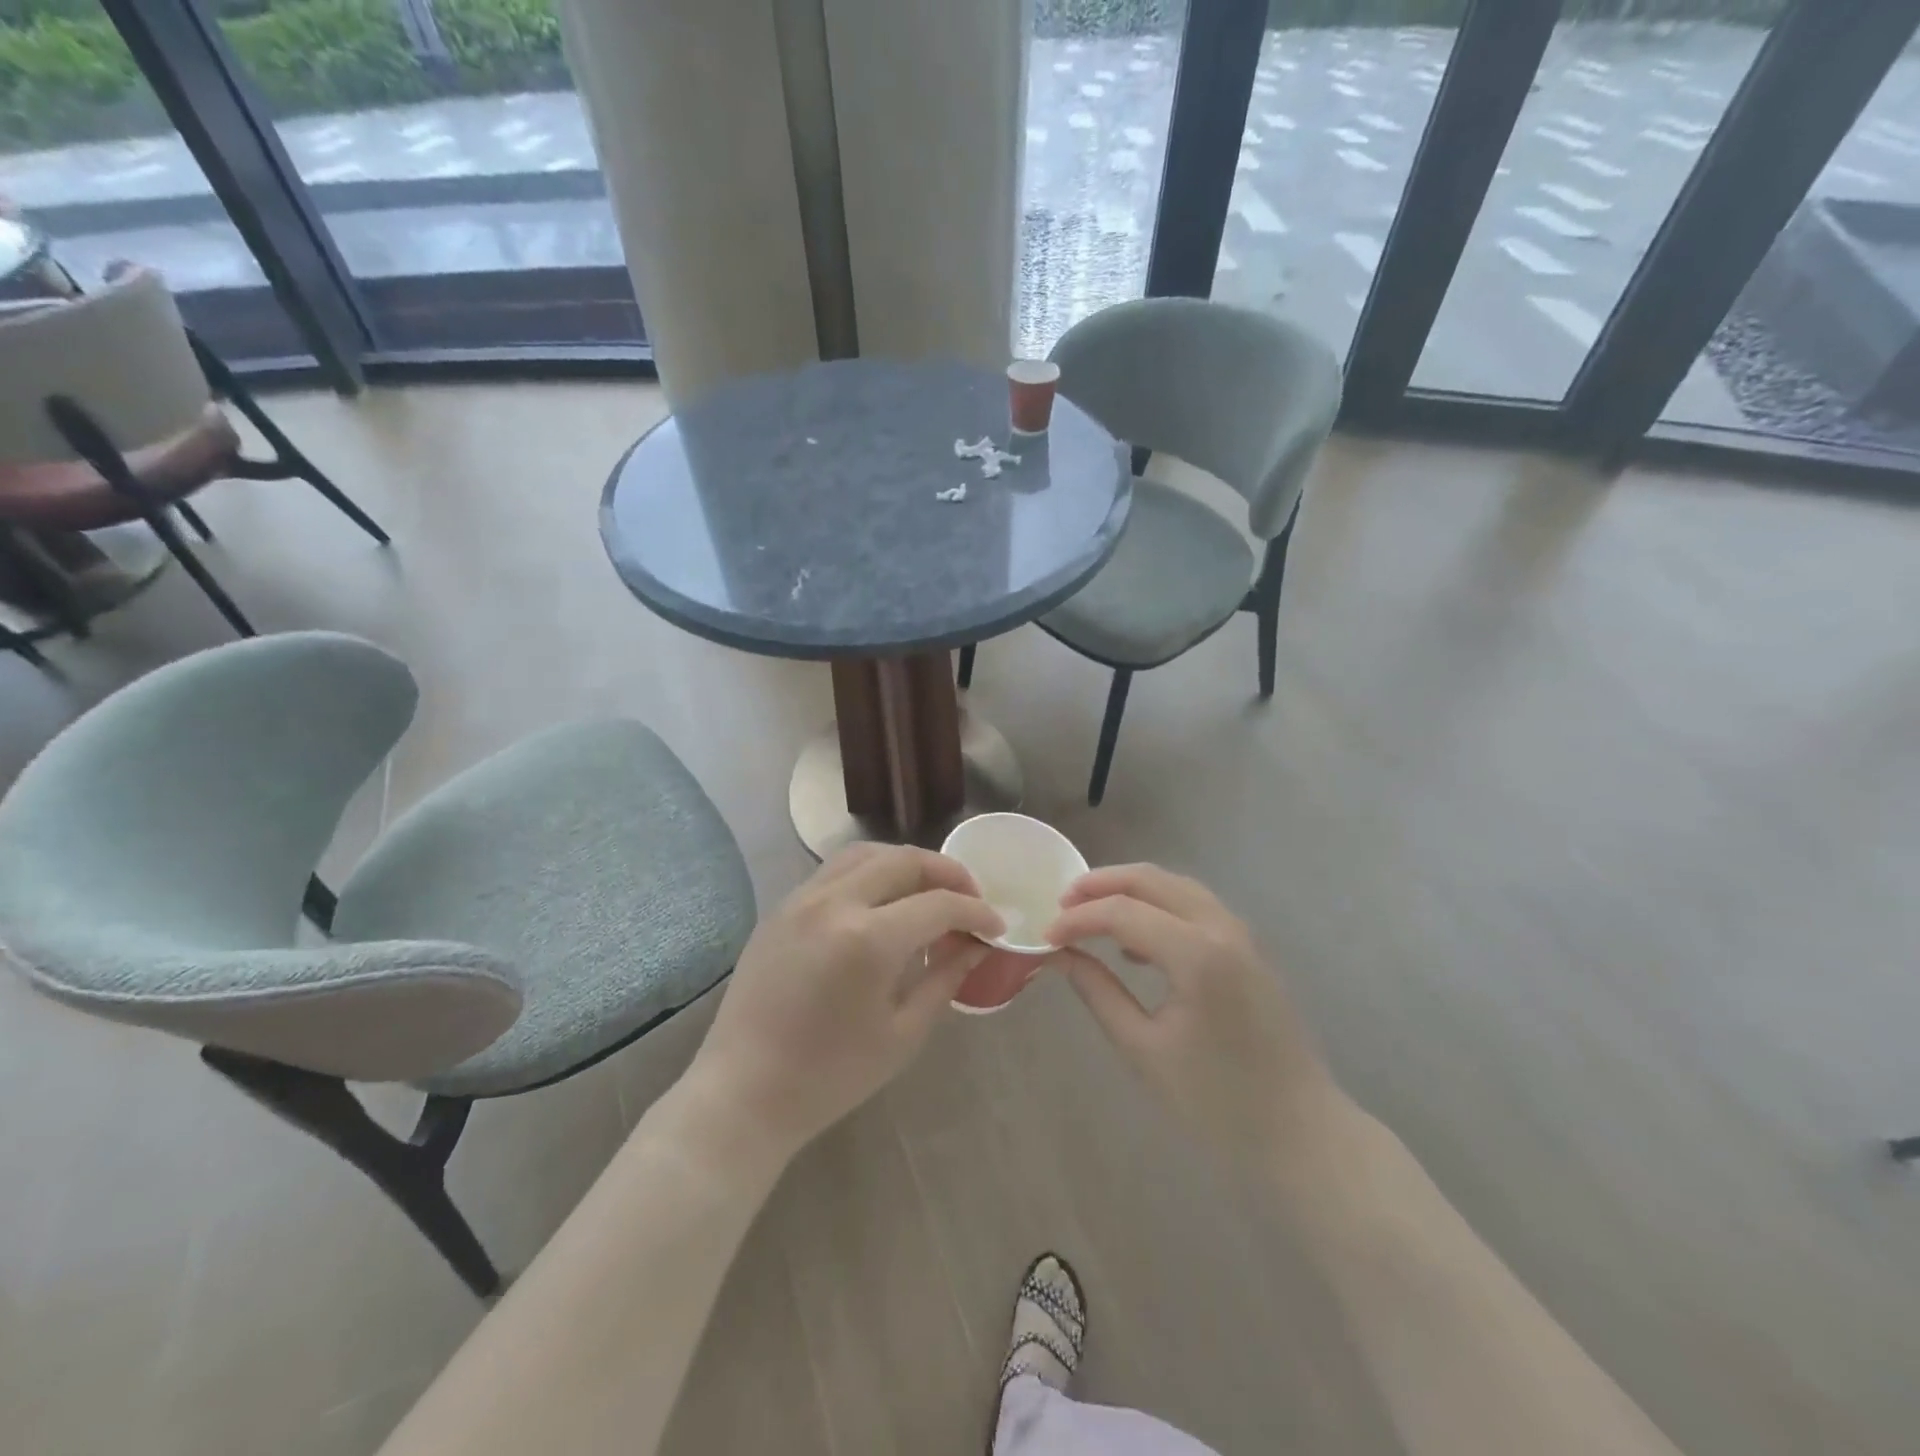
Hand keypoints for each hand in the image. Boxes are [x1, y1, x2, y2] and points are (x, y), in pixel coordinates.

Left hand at [682, 844, 1002, 1167]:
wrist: (744, 1092)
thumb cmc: (830, 1075)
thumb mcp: (902, 1033)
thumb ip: (945, 977)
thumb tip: (977, 945)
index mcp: (868, 939)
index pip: (938, 904)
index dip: (976, 910)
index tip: (996, 925)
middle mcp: (834, 902)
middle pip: (904, 860)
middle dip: (947, 872)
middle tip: (970, 896)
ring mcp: (802, 898)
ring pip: (866, 853)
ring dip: (906, 862)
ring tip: (928, 889)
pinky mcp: (782, 907)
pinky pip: (835, 870)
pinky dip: (870, 871)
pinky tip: (882, 899)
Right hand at [1045, 864, 1338, 1170]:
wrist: (1300, 1130)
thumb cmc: (1216, 1100)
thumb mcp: (1143, 1048)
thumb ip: (1098, 991)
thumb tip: (1060, 955)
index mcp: (1196, 954)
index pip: (1121, 912)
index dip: (1077, 919)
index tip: (1045, 936)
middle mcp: (1220, 927)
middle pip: (1149, 879)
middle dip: (1100, 884)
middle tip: (1061, 905)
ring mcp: (1239, 932)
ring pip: (1174, 884)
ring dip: (1129, 888)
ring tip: (1089, 912)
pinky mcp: (1246, 945)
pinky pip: (1194, 904)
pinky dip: (1157, 904)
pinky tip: (1135, 940)